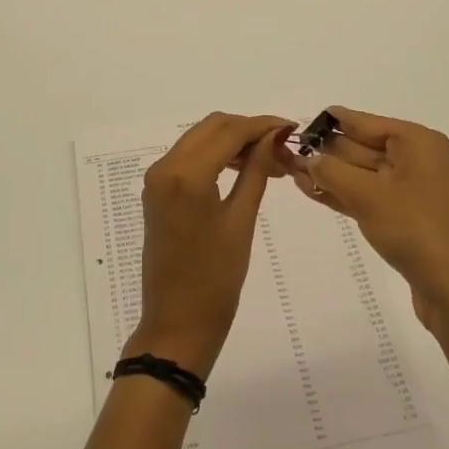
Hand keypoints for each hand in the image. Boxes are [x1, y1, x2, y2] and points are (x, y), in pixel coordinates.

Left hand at [125, 113, 292, 376]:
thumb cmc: (215, 279)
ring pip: (200, 138)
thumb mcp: (241, 221)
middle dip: (248, 129)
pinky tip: (242, 169)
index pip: (228, 131)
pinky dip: (216, 155)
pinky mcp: (157, 190)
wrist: (177, 323)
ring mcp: (157, 178)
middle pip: (212, 127)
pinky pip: (189, 157)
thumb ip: (257, 171)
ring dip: (233, 141)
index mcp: (186, 175)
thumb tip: (274, 136)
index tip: (291, 127)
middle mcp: (165, 167)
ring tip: (270, 161)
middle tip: (282, 146)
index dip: (262, 125)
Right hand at [286, 107, 448, 338]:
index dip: (330, 122)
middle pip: (362, 147)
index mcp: (417, 142)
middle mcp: (417, 160)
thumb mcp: (368, 195)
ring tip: (290, 171)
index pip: (364, 123)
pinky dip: (342, 193)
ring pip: (363, 174)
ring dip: (329, 174)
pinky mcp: (407, 219)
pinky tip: (313, 191)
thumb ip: (332, 172)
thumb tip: (308, 158)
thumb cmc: (416, 230)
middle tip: (287, 152)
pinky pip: (368, 196)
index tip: (298, 123)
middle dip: (326, 151)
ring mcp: (413, 191)